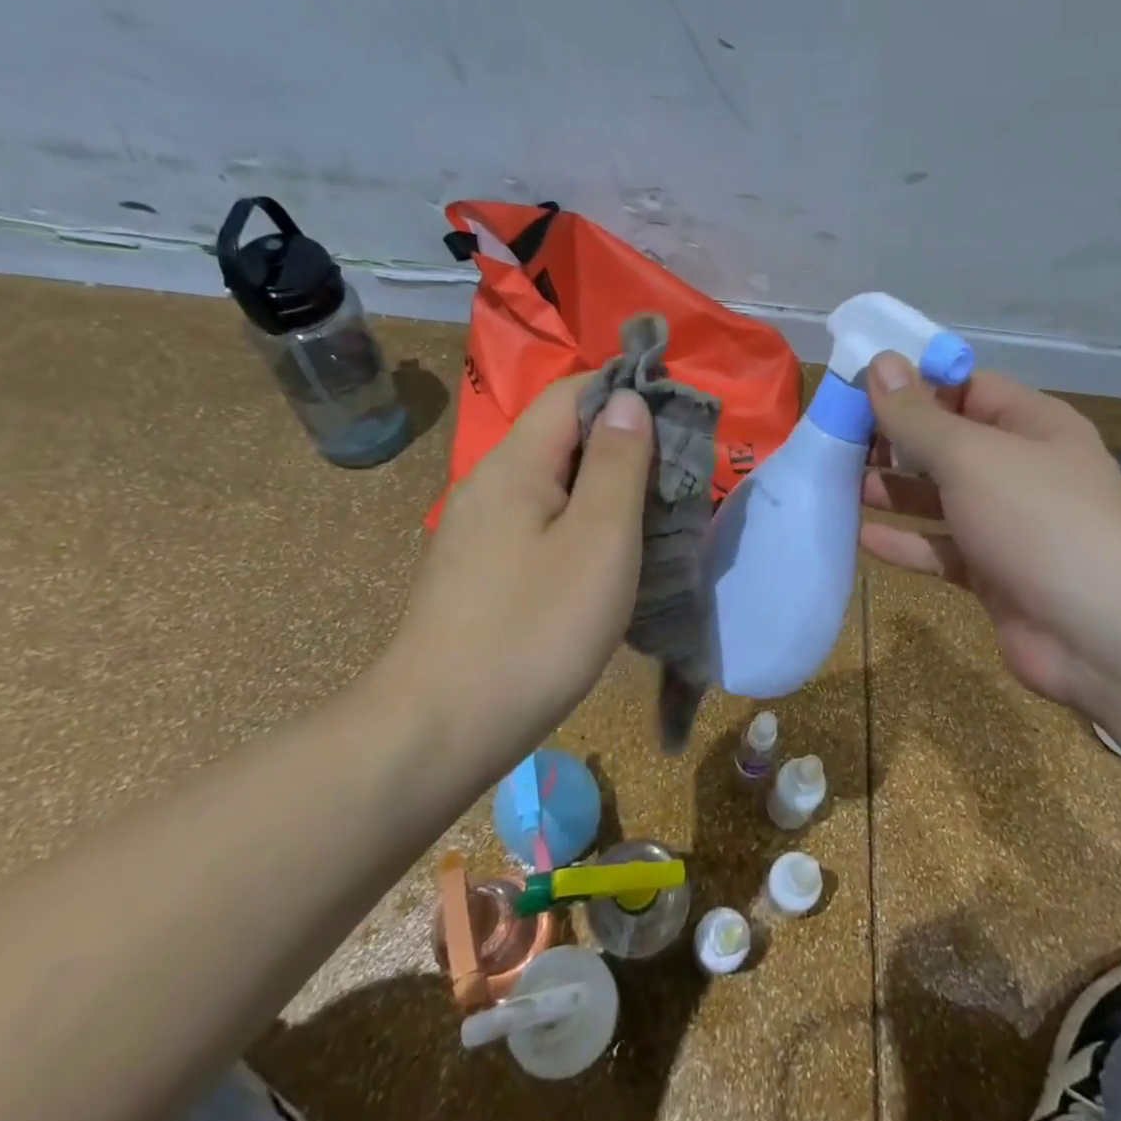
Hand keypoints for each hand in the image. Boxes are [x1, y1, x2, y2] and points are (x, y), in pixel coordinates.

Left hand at [383, 377, 653, 753]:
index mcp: (515, 463)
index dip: (627, 390)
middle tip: (679, 478)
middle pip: (563, 435)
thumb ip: (617, 463)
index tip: (680, 419)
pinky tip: (607, 560)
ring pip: (555, 483)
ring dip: (606, 489)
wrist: (440, 730)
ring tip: (654, 518)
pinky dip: (582, 525)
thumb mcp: (598, 540)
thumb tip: (627, 398)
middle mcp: (490, 483)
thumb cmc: (534, 629)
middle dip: (624, 445)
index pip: (573, 391)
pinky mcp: (482, 569)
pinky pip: (541, 523)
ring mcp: (480, 529)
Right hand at [860, 352, 1120, 713]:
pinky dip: (906, 542)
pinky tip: (863, 537)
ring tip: (839, 483)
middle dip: (894, 441)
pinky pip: (941, 548)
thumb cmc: (1040, 522)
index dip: (913, 384)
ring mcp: (1008, 524)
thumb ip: (918, 416)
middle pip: (947, 442)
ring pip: (940, 497)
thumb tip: (880, 362)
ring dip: (894, 490)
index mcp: (1029, 424)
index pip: (964, 387)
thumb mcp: (972, 456)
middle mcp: (1020, 468)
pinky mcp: (995, 573)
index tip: (856, 388)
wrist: (1108, 636)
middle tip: (836, 440)